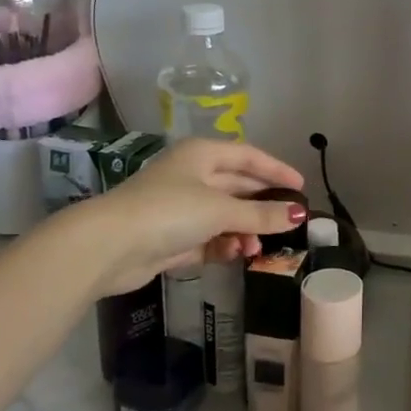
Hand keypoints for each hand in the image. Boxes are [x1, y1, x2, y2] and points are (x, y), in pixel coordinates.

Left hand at [79, 139, 307, 296]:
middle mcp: (192, 175)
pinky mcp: (170, 237)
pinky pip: (208, 238)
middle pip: (238, 187)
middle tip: (288, 223)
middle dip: (261, 207)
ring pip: (224, 216)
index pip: (249, 156)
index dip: (276, 171)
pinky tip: (235, 255)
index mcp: (202, 155)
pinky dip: (223, 246)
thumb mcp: (221, 210)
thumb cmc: (169, 211)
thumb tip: (299, 215)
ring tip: (256, 248)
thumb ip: (261, 214)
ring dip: (244, 231)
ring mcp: (179, 207)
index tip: (301, 188)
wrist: (108, 246)